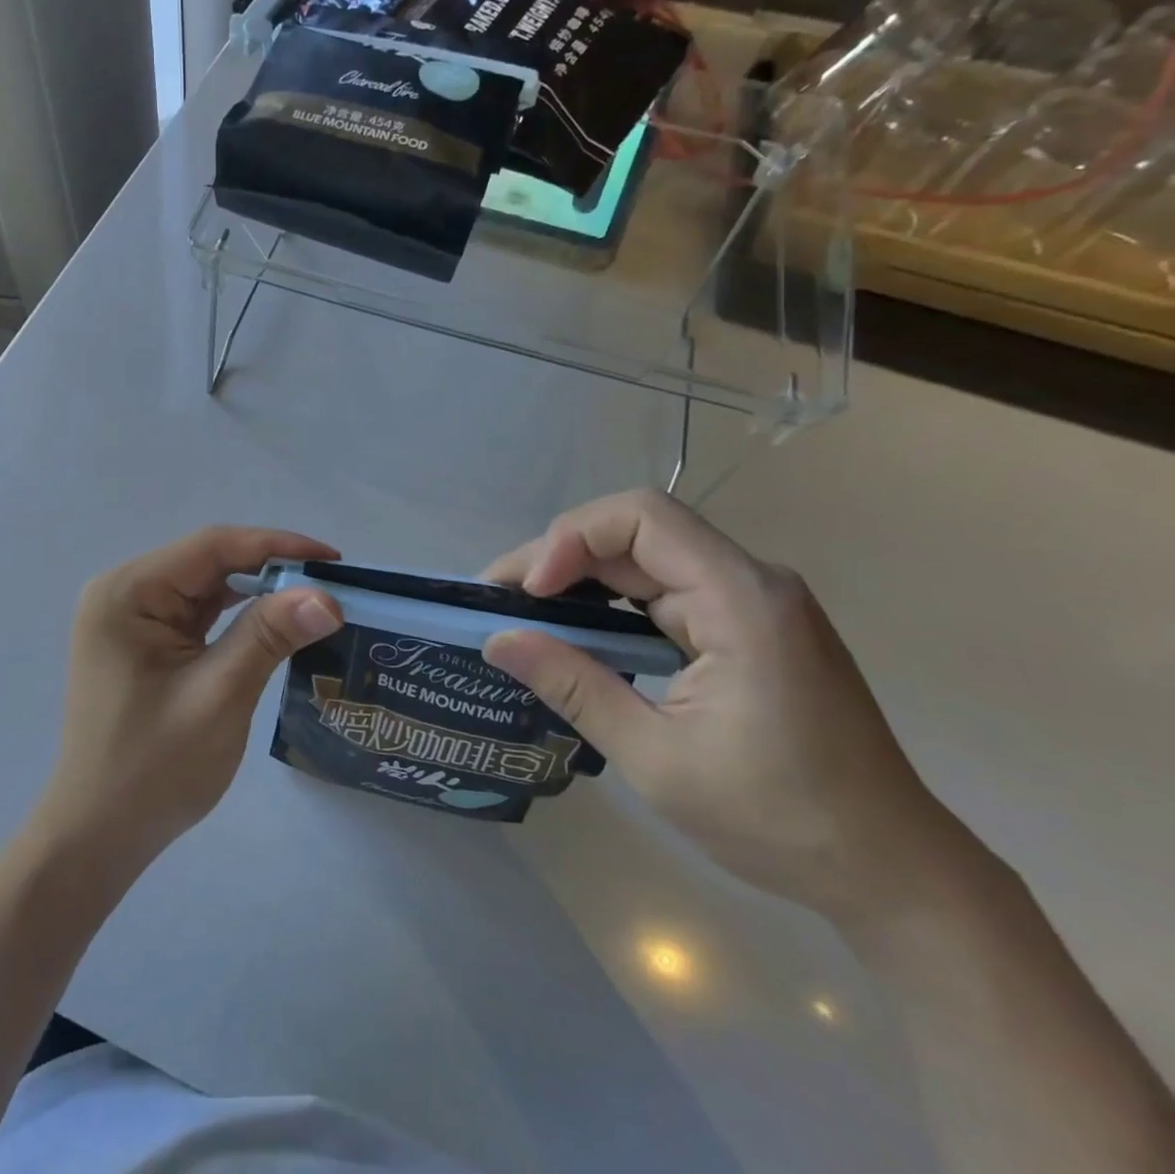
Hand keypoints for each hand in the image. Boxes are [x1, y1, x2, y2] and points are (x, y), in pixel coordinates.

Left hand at [36, 527, 343, 873]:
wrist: (100, 834)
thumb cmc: (153, 769)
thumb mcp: (219, 695)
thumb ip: (269, 635)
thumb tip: (327, 596)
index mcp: (127, 592)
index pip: (210, 546)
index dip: (275, 545)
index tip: (333, 559)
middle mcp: (124, 592)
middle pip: (208, 562)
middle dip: (269, 570)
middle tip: (330, 585)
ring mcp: (131, 617)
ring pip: (206, 586)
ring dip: (256, 592)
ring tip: (311, 602)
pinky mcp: (144, 641)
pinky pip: (197, 613)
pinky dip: (236, 616)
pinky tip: (273, 623)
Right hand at [480, 489, 959, 924]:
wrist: (894, 874)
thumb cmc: (781, 820)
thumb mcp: (657, 758)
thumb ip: (573, 686)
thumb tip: (496, 640)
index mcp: (742, 601)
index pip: (642, 517)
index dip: (571, 539)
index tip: (529, 593)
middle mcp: (750, 583)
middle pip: (636, 531)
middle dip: (558, 556)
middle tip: (498, 599)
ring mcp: (751, 603)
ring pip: (645, 557)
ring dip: (579, 576)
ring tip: (523, 613)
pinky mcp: (746, 626)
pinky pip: (664, 589)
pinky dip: (610, 602)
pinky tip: (576, 631)